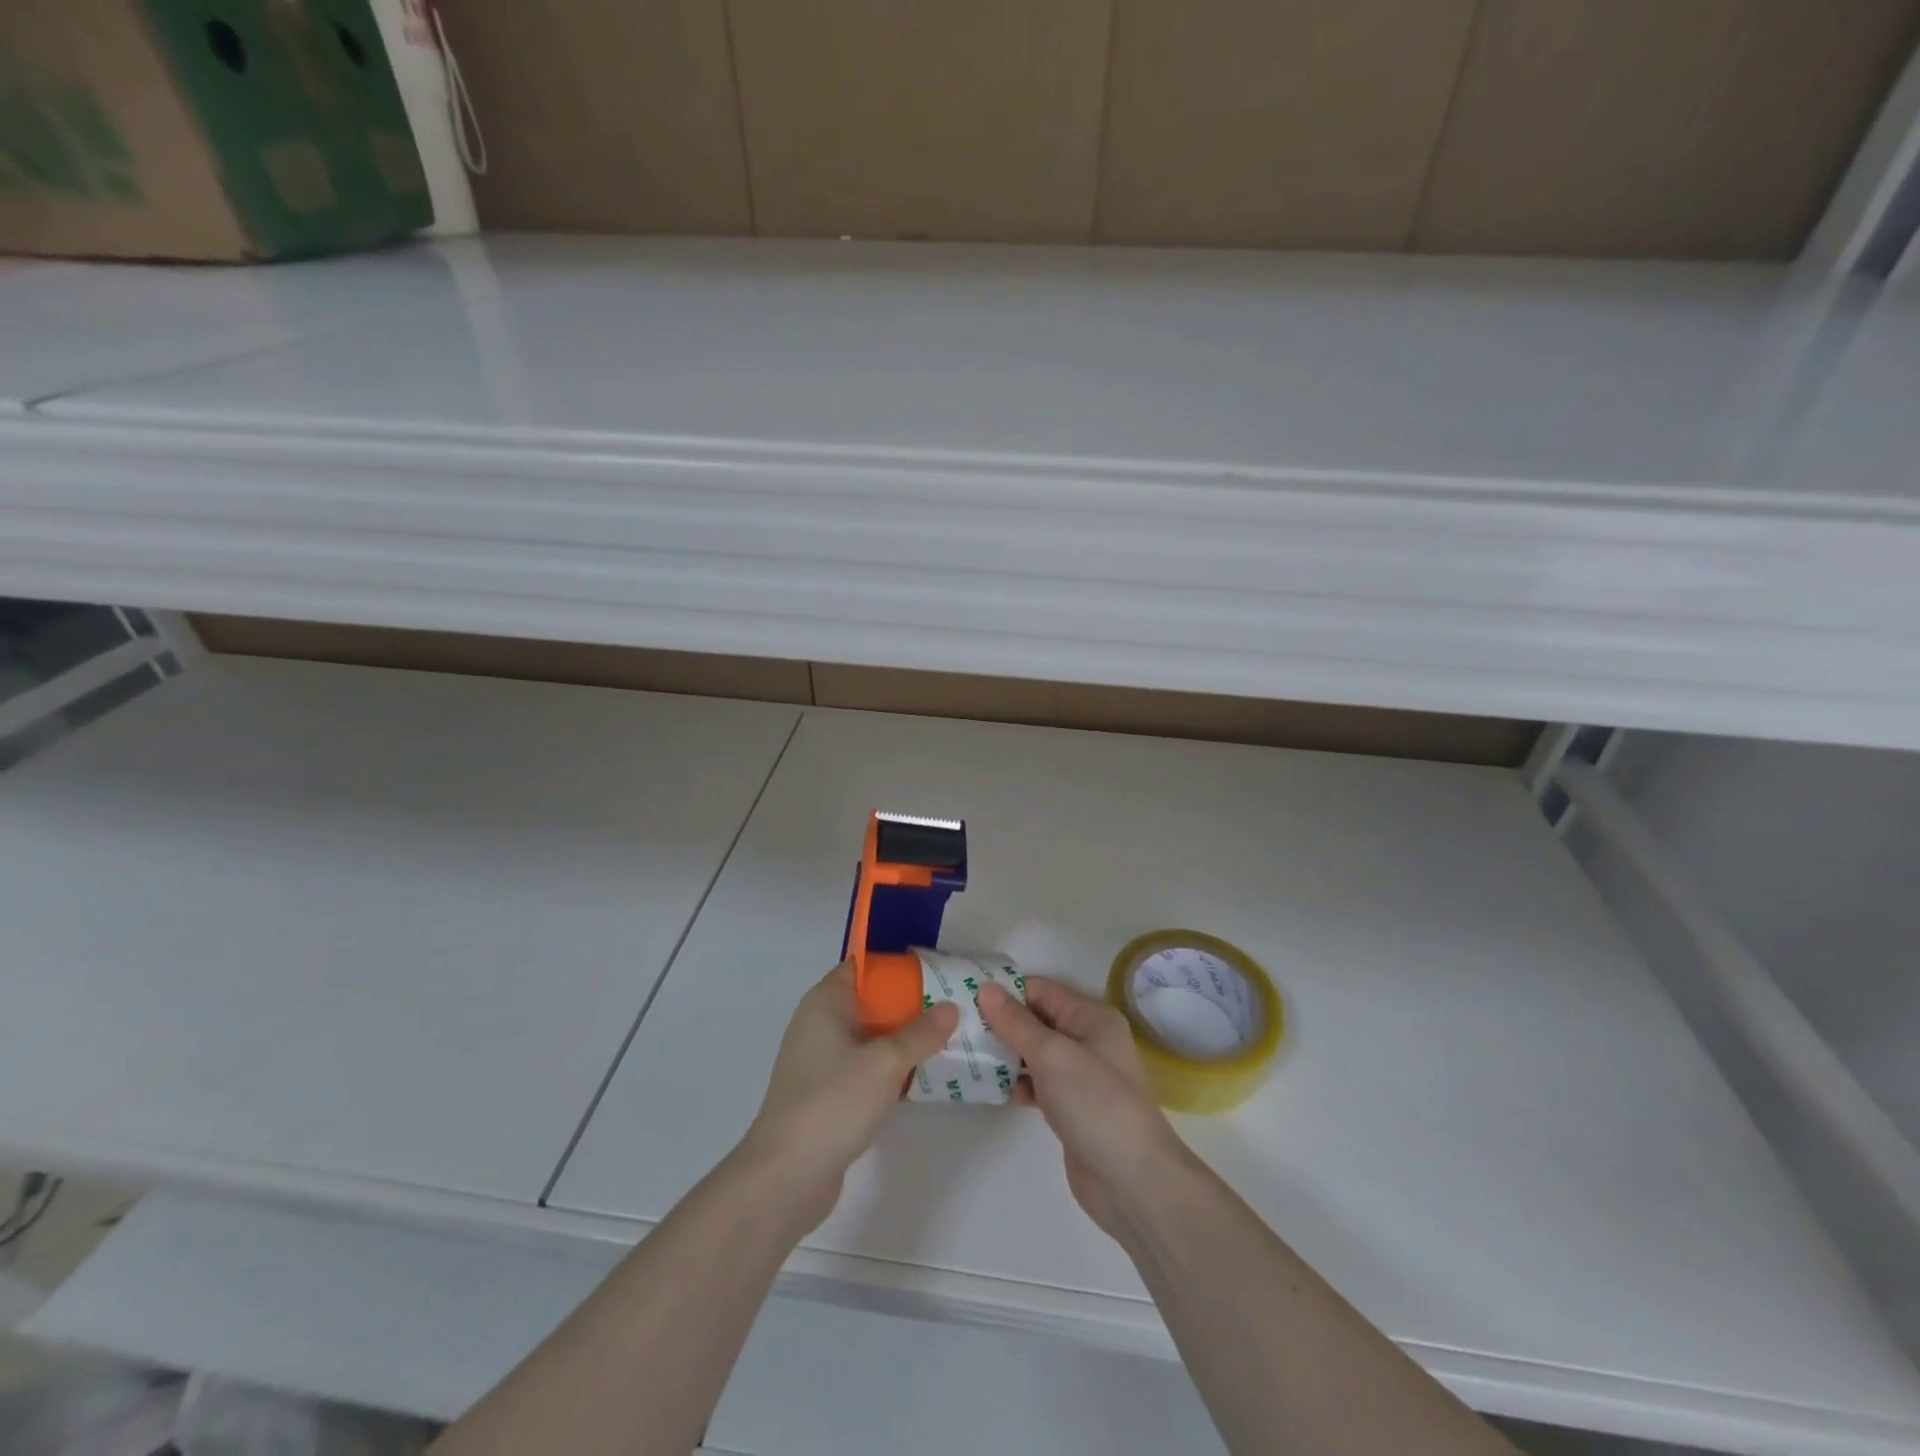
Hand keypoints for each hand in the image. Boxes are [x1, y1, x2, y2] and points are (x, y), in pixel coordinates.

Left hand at [740, 961, 958, 1230]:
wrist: (786, 1176)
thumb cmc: (833, 1102)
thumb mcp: (885, 1062)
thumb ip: (921, 1033)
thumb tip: (951, 1007)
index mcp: (825, 1003)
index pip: (861, 967)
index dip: (895, 967)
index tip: (933, 972)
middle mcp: (818, 1025)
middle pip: (868, 1002)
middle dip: (906, 1004)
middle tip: (948, 1007)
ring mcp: (819, 1062)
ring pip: (868, 1038)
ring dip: (900, 1039)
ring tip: (943, 1039)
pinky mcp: (825, 1095)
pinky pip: (862, 1067)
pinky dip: (887, 1068)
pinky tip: (918, 1077)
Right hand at [979, 975, 1186, 1242]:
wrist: (1131, 1181)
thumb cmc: (1095, 1103)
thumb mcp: (1052, 1055)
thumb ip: (1017, 1022)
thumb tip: (986, 988)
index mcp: (1091, 1017)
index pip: (1041, 990)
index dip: (1005, 991)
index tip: (965, 996)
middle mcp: (1088, 1040)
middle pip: (1036, 1020)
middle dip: (1001, 1022)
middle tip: (959, 1027)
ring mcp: (1080, 1076)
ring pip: (1034, 1053)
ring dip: (1005, 1053)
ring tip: (966, 1055)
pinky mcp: (1071, 1107)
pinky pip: (1037, 1083)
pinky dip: (1017, 1082)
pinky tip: (990, 1089)